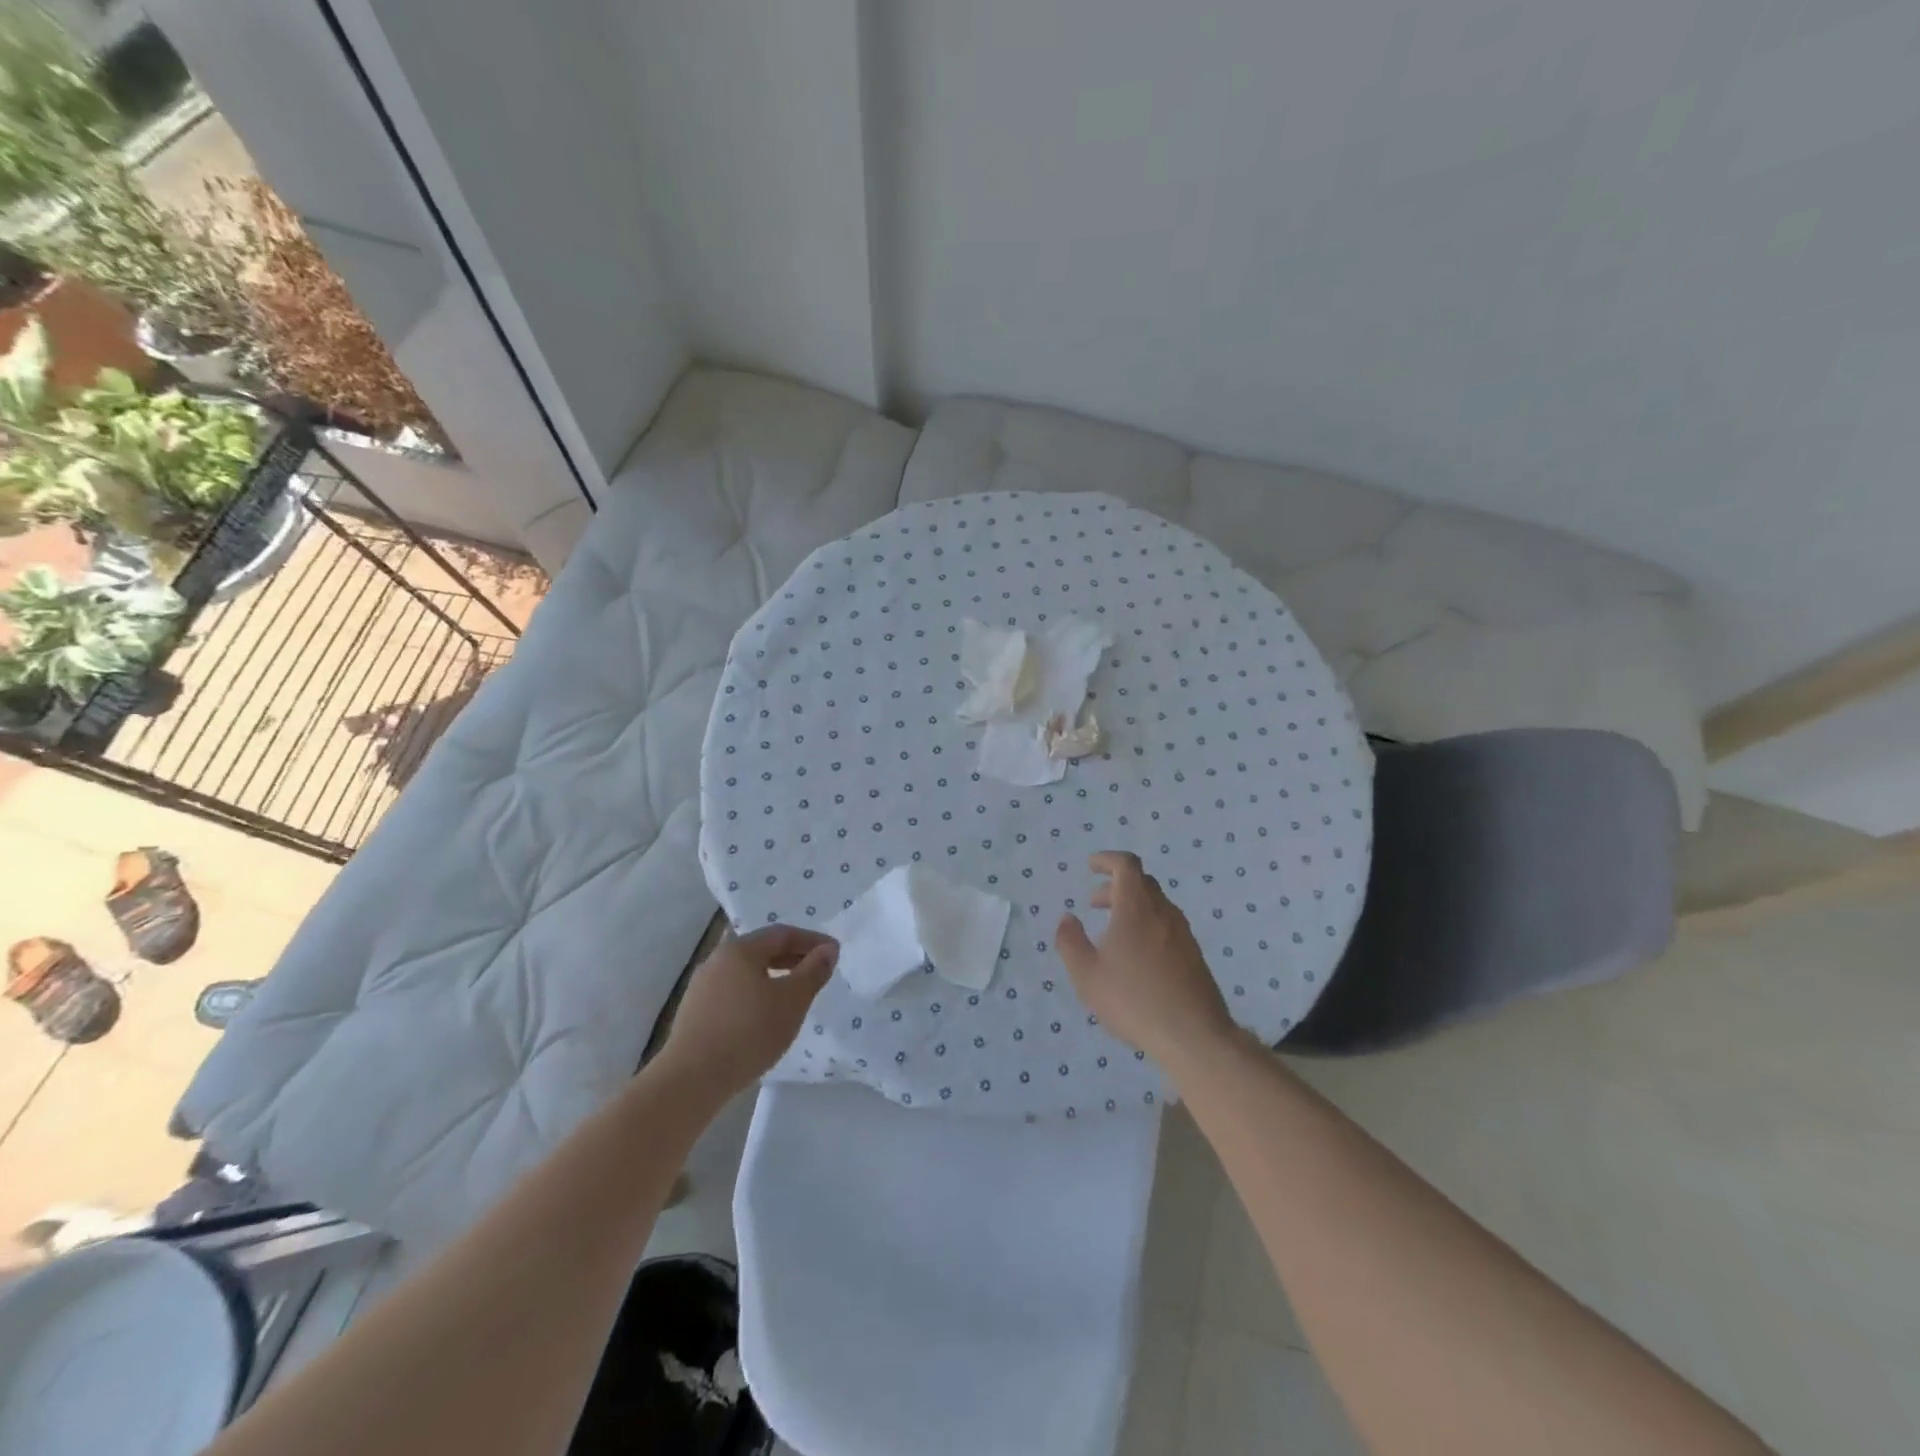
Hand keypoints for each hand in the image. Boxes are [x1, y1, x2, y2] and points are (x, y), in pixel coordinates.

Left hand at [657, 925, 837, 1096]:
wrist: (691, 1080)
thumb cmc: (748, 1033)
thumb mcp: (792, 1001)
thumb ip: (813, 971)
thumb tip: (828, 949)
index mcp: (740, 949)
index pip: (782, 933)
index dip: (812, 940)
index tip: (834, 953)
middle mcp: (717, 959)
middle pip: (762, 949)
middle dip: (793, 957)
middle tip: (818, 971)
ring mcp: (702, 986)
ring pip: (747, 971)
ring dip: (775, 975)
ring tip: (795, 994)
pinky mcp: (695, 1011)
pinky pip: (734, 990)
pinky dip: (756, 992)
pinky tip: (765, 1015)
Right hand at [1055, 852, 1234, 1069]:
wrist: (1194, 1035)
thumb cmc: (1134, 1000)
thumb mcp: (1087, 975)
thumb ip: (1070, 942)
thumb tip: (1067, 918)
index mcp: (1137, 908)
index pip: (1126, 865)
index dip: (1107, 860)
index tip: (1090, 866)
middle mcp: (1163, 912)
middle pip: (1141, 883)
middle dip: (1115, 886)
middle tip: (1094, 902)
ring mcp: (1183, 933)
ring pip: (1155, 905)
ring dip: (1131, 906)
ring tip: (1111, 931)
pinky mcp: (1194, 954)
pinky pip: (1165, 925)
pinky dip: (1146, 924)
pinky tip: (1135, 955)